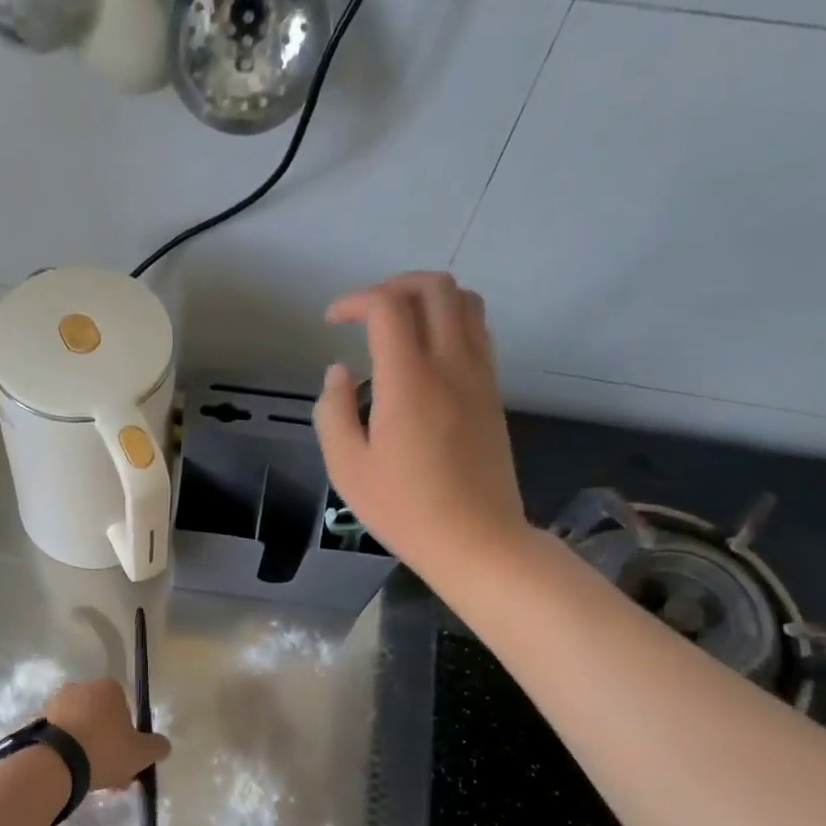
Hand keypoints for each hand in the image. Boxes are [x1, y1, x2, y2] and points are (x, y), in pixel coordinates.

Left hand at [44, 679, 169, 791]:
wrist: (56, 763)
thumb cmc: (104, 750)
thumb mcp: (141, 753)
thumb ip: (157, 747)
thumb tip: (163, 745)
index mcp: (108, 688)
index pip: (125, 707)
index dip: (129, 732)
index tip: (127, 755)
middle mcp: (82, 687)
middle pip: (102, 718)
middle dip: (108, 742)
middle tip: (112, 771)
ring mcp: (57, 703)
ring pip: (82, 728)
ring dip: (88, 748)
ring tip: (92, 779)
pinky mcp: (40, 721)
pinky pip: (62, 737)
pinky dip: (68, 751)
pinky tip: (73, 774)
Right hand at [313, 273, 528, 572]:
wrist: (475, 540)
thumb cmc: (403, 508)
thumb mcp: (347, 467)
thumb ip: (333, 411)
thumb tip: (339, 372)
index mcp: (409, 381)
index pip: (388, 307)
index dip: (355, 300)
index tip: (331, 321)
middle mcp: (451, 365)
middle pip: (436, 288)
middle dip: (395, 285)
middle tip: (366, 312)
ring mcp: (480, 377)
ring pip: (466, 303)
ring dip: (429, 299)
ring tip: (397, 326)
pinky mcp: (493, 394)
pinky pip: (477, 334)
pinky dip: (449, 323)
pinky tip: (424, 356)